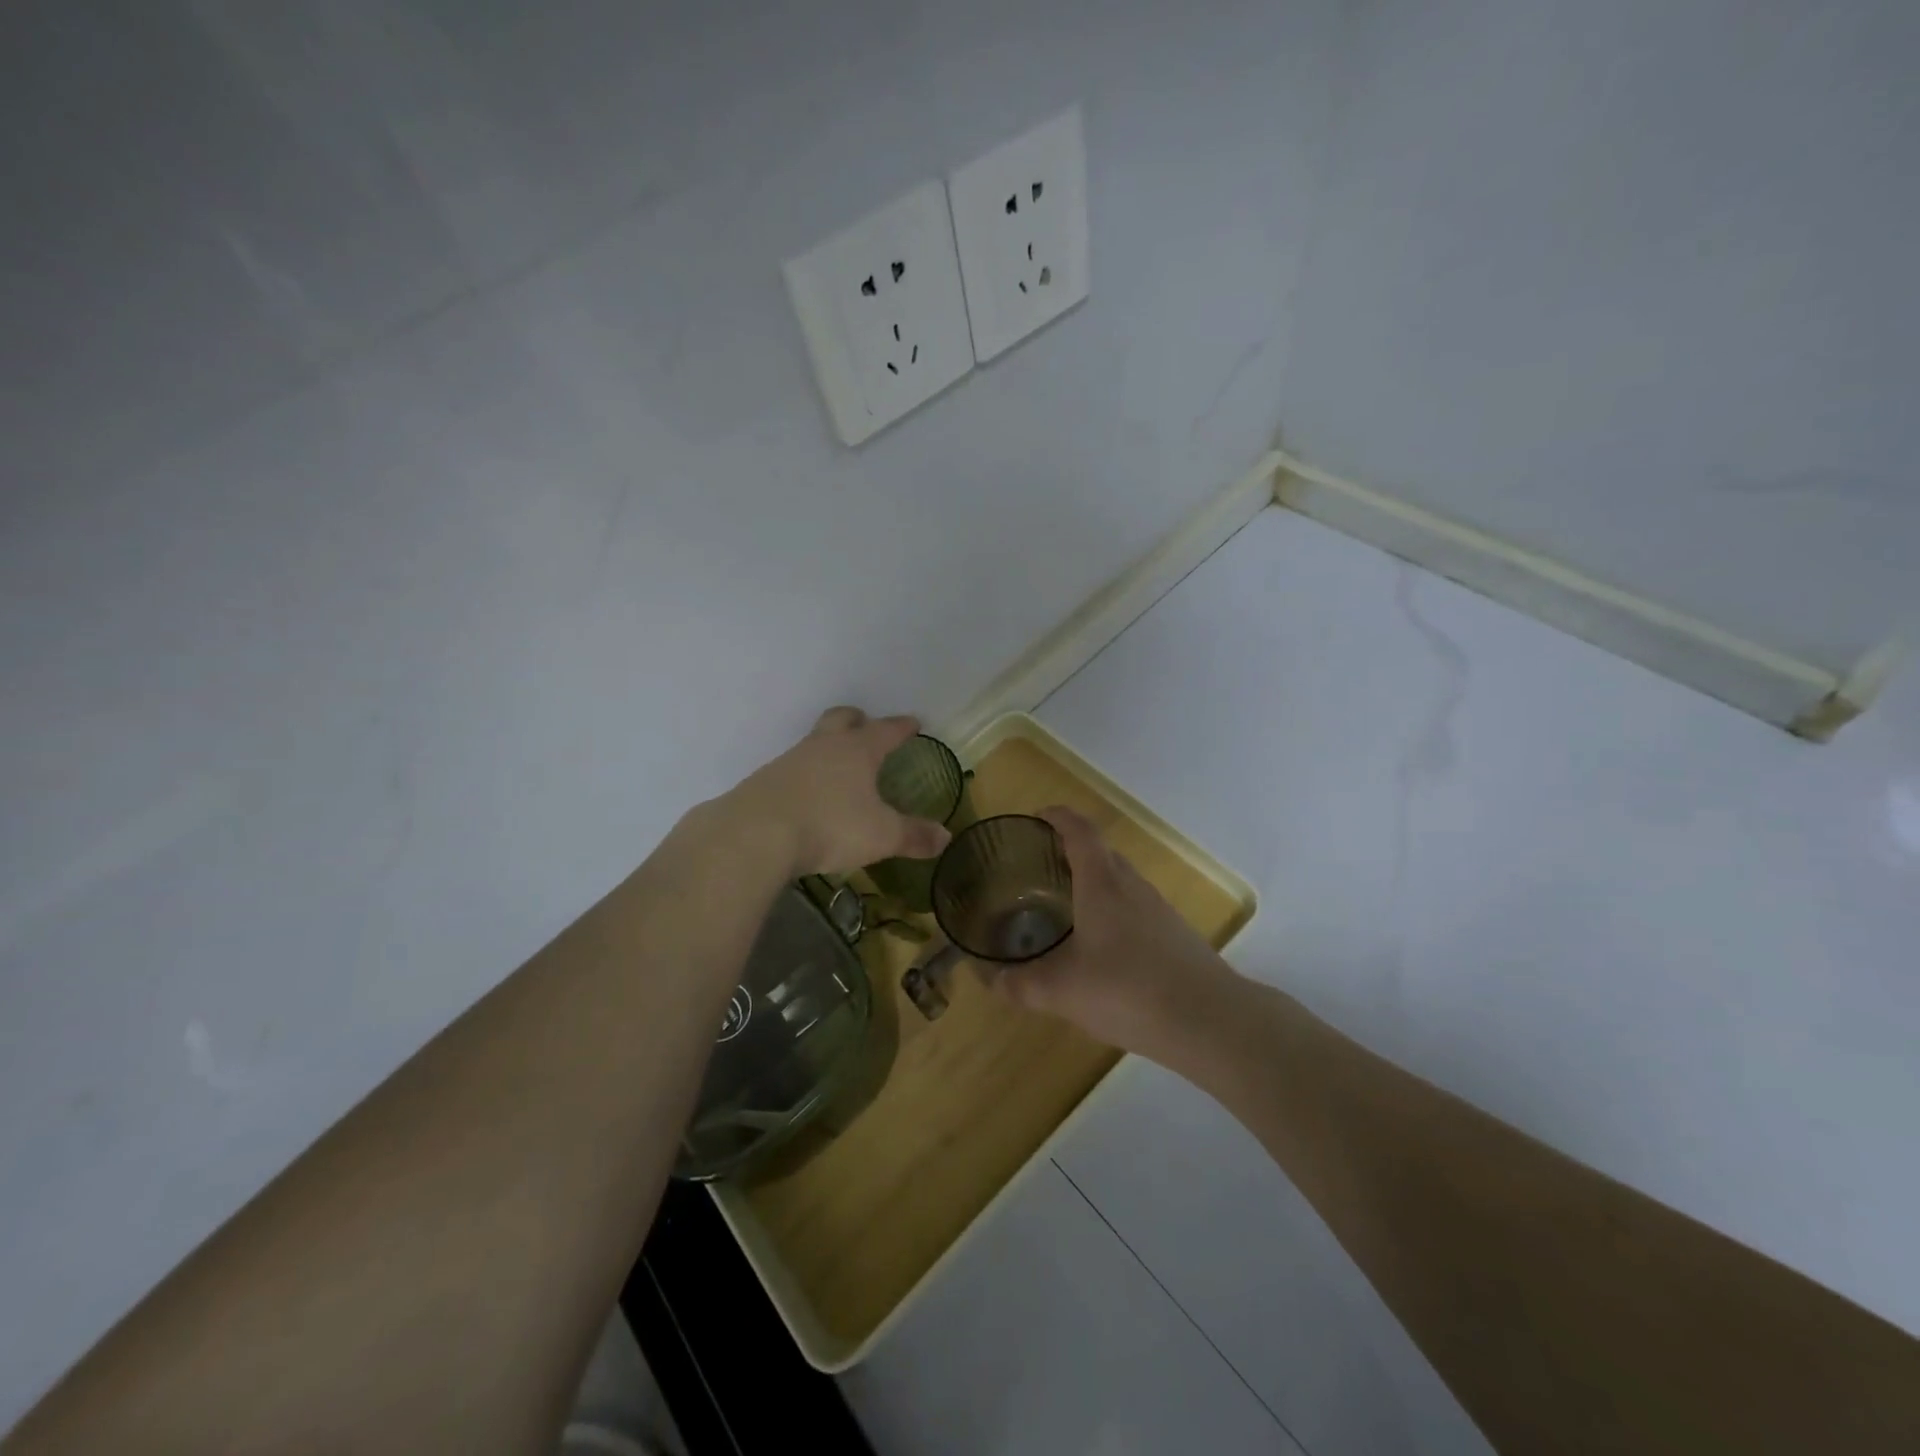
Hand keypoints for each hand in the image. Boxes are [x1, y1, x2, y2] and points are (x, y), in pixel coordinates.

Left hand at [725, 707, 953, 876]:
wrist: (755, 834)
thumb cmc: (830, 825)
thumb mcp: (881, 835)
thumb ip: (913, 835)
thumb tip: (945, 837)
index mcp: (857, 751)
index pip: (885, 730)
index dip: (901, 727)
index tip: (913, 723)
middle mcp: (823, 746)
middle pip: (840, 719)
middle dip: (856, 720)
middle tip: (866, 725)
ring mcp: (790, 760)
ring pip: (814, 743)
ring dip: (828, 748)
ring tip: (838, 768)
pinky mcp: (765, 781)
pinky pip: (792, 769)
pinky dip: (806, 775)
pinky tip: (808, 795)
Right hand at [990, 806, 1241, 1060]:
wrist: (1210, 1020)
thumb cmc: (1128, 990)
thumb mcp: (1062, 991)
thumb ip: (1022, 984)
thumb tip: (991, 979)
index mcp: (1102, 883)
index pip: (1080, 831)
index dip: (1058, 817)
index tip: (1037, 816)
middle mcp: (1132, 886)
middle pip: (1100, 852)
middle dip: (1070, 849)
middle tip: (1040, 865)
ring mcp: (1158, 909)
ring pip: (1120, 880)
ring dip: (1093, 880)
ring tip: (1065, 904)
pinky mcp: (1174, 934)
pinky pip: (1135, 906)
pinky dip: (1112, 909)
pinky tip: (1101, 945)